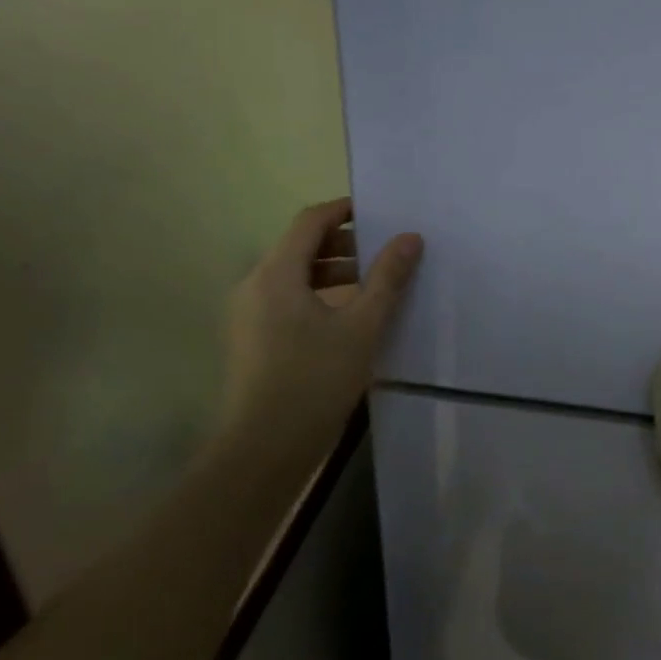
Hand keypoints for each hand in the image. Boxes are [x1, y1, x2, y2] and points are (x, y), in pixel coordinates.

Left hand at [214, 198, 421, 465]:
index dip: (344, 211)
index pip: (310, 221)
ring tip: (374, 287)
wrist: (265, 448)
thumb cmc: (315, 380)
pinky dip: (319, 296)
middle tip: (385, 254)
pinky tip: (349, 320)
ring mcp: (250, 314)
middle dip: (344, 245)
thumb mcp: (362, 327)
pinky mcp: (253, 340)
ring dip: (334, 272)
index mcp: (276, 273)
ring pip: (295, 277)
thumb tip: (410, 238)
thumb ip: (387, 279)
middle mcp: (255, 285)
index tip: (379, 213)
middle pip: (300, 247)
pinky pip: (288, 301)